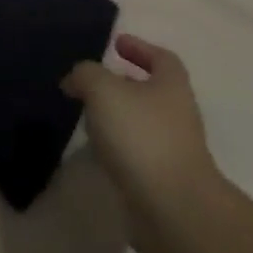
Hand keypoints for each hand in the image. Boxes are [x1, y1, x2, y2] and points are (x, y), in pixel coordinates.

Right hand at [62, 35, 218, 247]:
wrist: (172, 208)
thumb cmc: (141, 136)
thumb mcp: (103, 90)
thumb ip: (85, 75)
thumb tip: (74, 80)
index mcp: (171, 85)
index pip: (161, 57)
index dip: (140, 47)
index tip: (116, 44)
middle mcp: (177, 113)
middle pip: (151, 90)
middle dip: (123, 84)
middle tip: (92, 83)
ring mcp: (173, 149)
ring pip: (141, 122)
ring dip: (117, 116)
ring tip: (86, 117)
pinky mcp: (162, 179)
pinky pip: (136, 152)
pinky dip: (117, 146)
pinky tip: (96, 151)